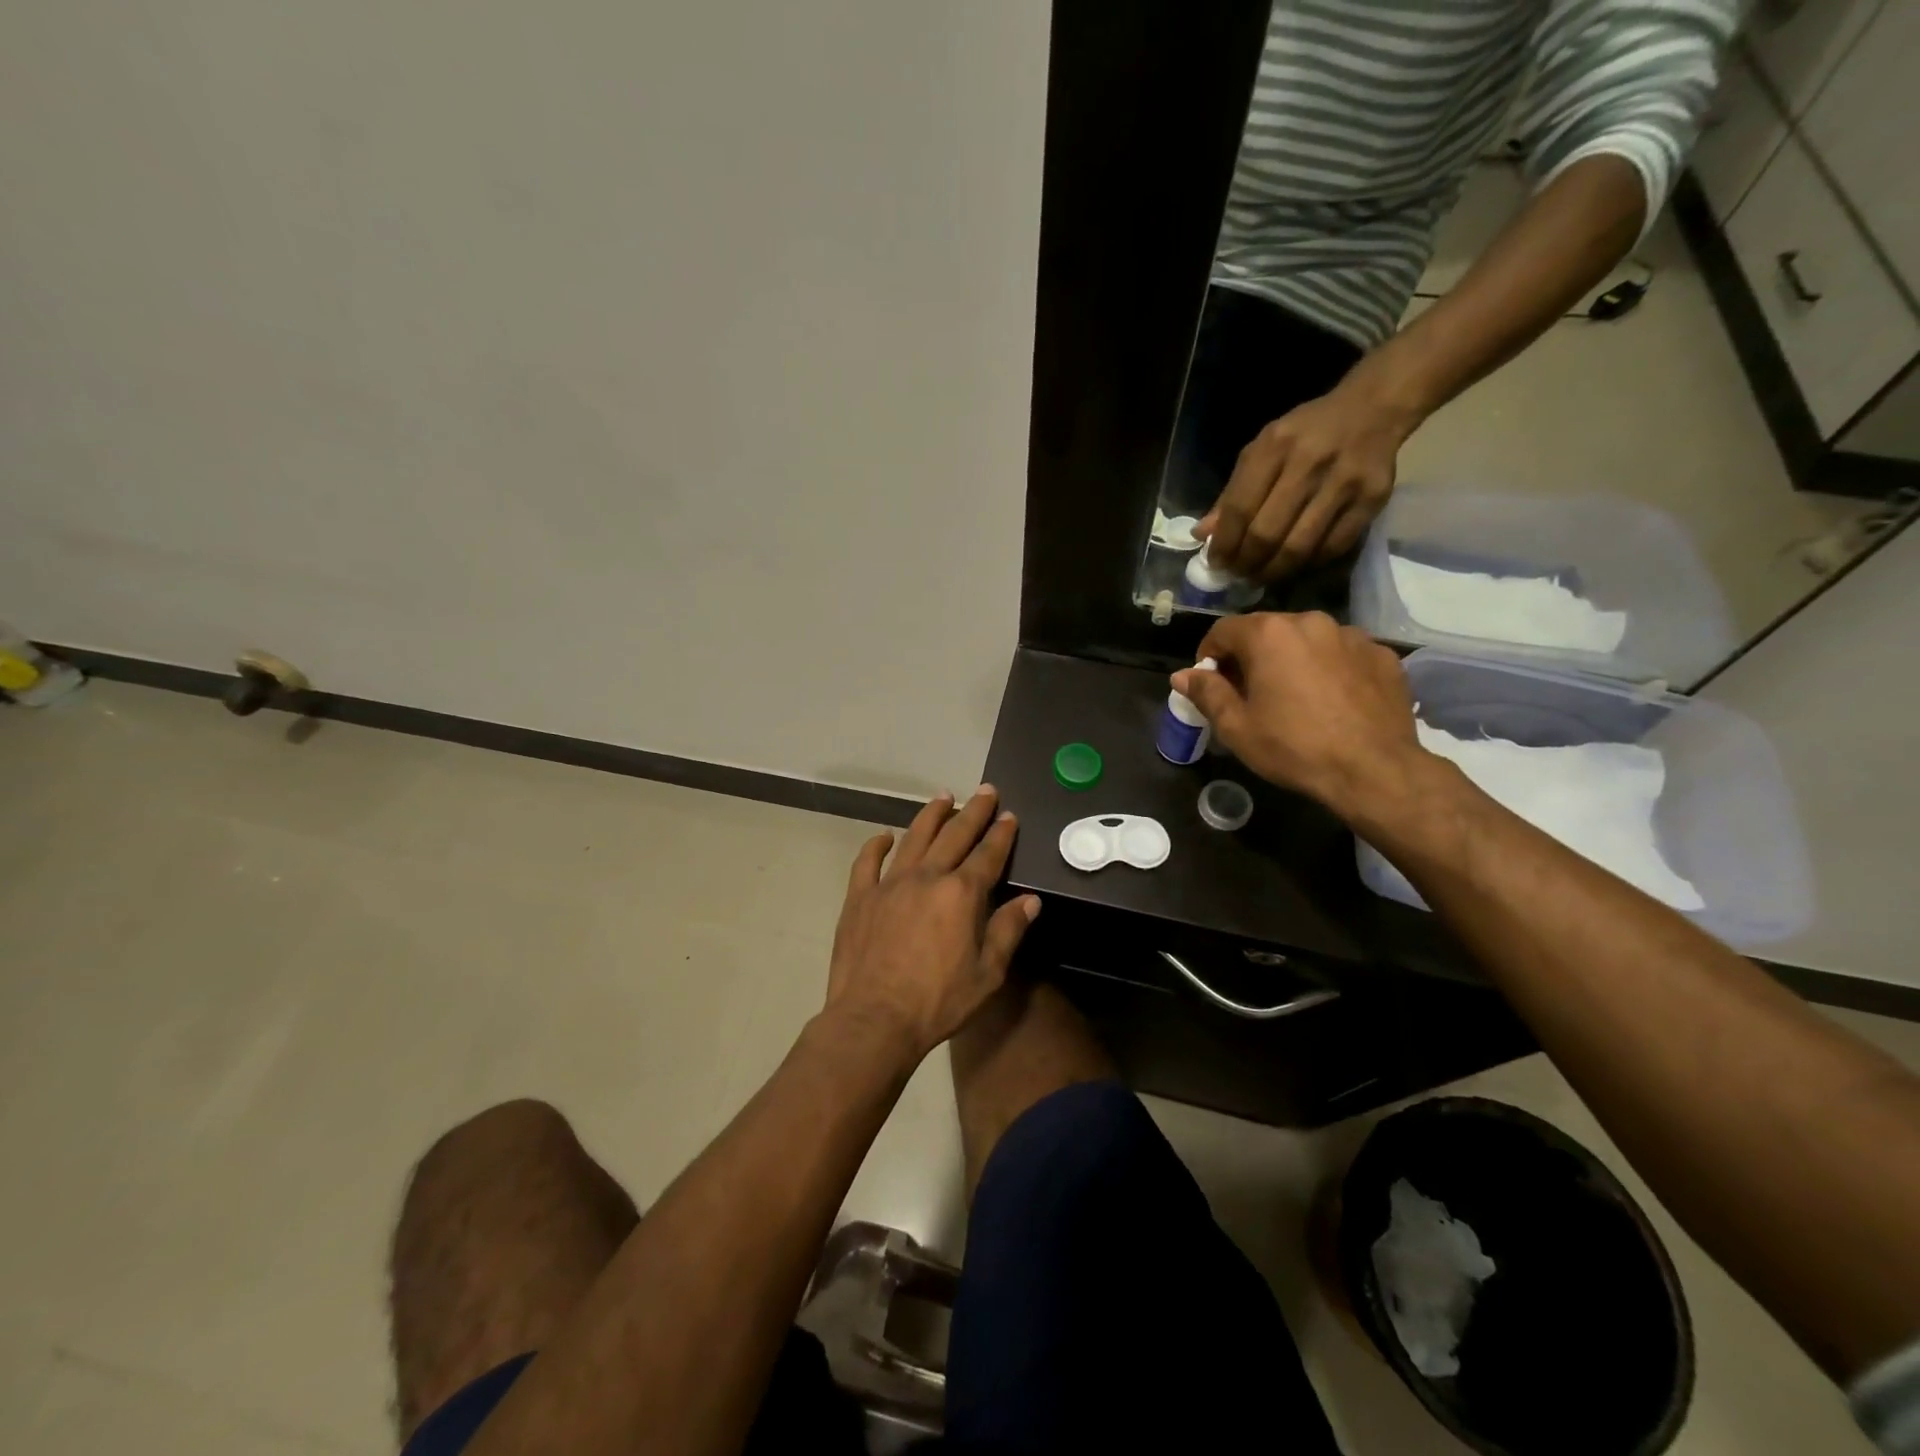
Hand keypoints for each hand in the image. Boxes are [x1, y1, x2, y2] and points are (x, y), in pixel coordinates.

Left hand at [825, 787, 1040, 1061]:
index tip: (1009, 815)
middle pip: (954, 835)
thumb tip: (1030, 901)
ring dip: (931, 815)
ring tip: (943, 797)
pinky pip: (867, 861)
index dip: (1001, 834)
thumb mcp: (987, 974)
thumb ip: (1008, 931)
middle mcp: (926, 877)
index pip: (987, 855)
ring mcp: (889, 884)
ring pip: (914, 838)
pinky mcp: (860, 897)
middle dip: (973, 811)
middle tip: (985, 790)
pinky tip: (885, 836)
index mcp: (960, 894)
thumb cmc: (938, 1002)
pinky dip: (877, 845)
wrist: (874, 1020)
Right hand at [1171, 613, 1424, 820]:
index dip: (1209, 655)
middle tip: (1249, 694)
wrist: (1374, 770)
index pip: (1223, 630)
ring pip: (1307, 640)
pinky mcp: (1382, 655)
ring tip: (1295, 698)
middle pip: (1267, 631)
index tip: (1210, 683)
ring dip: (1292, 660)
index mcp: (1269, 634)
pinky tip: (1332, 702)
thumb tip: (1182, 675)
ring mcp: (1352, 636)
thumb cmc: (1294, 747)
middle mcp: (1310, 622)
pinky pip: (1343, 654)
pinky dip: (1330, 669)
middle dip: (1251, 656)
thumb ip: (1207, 693)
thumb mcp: (1237, 727)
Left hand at [1197, 379, 1417, 580]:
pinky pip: (1333, 547)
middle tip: (1239, 575)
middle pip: (1267, 533)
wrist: (1372, 409)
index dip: (1224, 544)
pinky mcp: (1373, 499)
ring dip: (1274, 571)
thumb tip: (1203, 534)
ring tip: (1261, 577)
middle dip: (1247, 563)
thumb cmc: (1305, 433)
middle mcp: (1310, 463)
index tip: (1217, 564)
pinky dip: (1309, 564)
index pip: (1239, 508)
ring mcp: (1345, 482)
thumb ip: (1232, 492)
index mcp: (1275, 446)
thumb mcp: (1261, 450)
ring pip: (1299, 547)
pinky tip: (1295, 566)